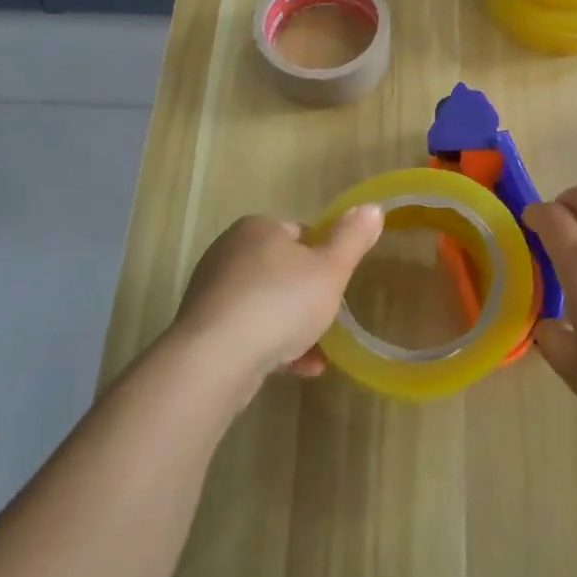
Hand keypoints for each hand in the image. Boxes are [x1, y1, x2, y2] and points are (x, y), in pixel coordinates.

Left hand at [168, 205, 384, 389]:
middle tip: (328, 319)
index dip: (324, 259)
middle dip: (308, 297)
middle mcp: (229, 252)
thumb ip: (352, 238)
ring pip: (267, 305)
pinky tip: (297, 370)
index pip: (301, 235)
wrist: (215, 359)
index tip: (336, 285)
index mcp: (258, 228)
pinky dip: (273, 346)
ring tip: (318, 354)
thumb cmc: (280, 303)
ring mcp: (213, 292)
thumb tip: (372, 207)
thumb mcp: (330, 269)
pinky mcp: (204, 329)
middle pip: (283, 272)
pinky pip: (248, 332)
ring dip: (293, 327)